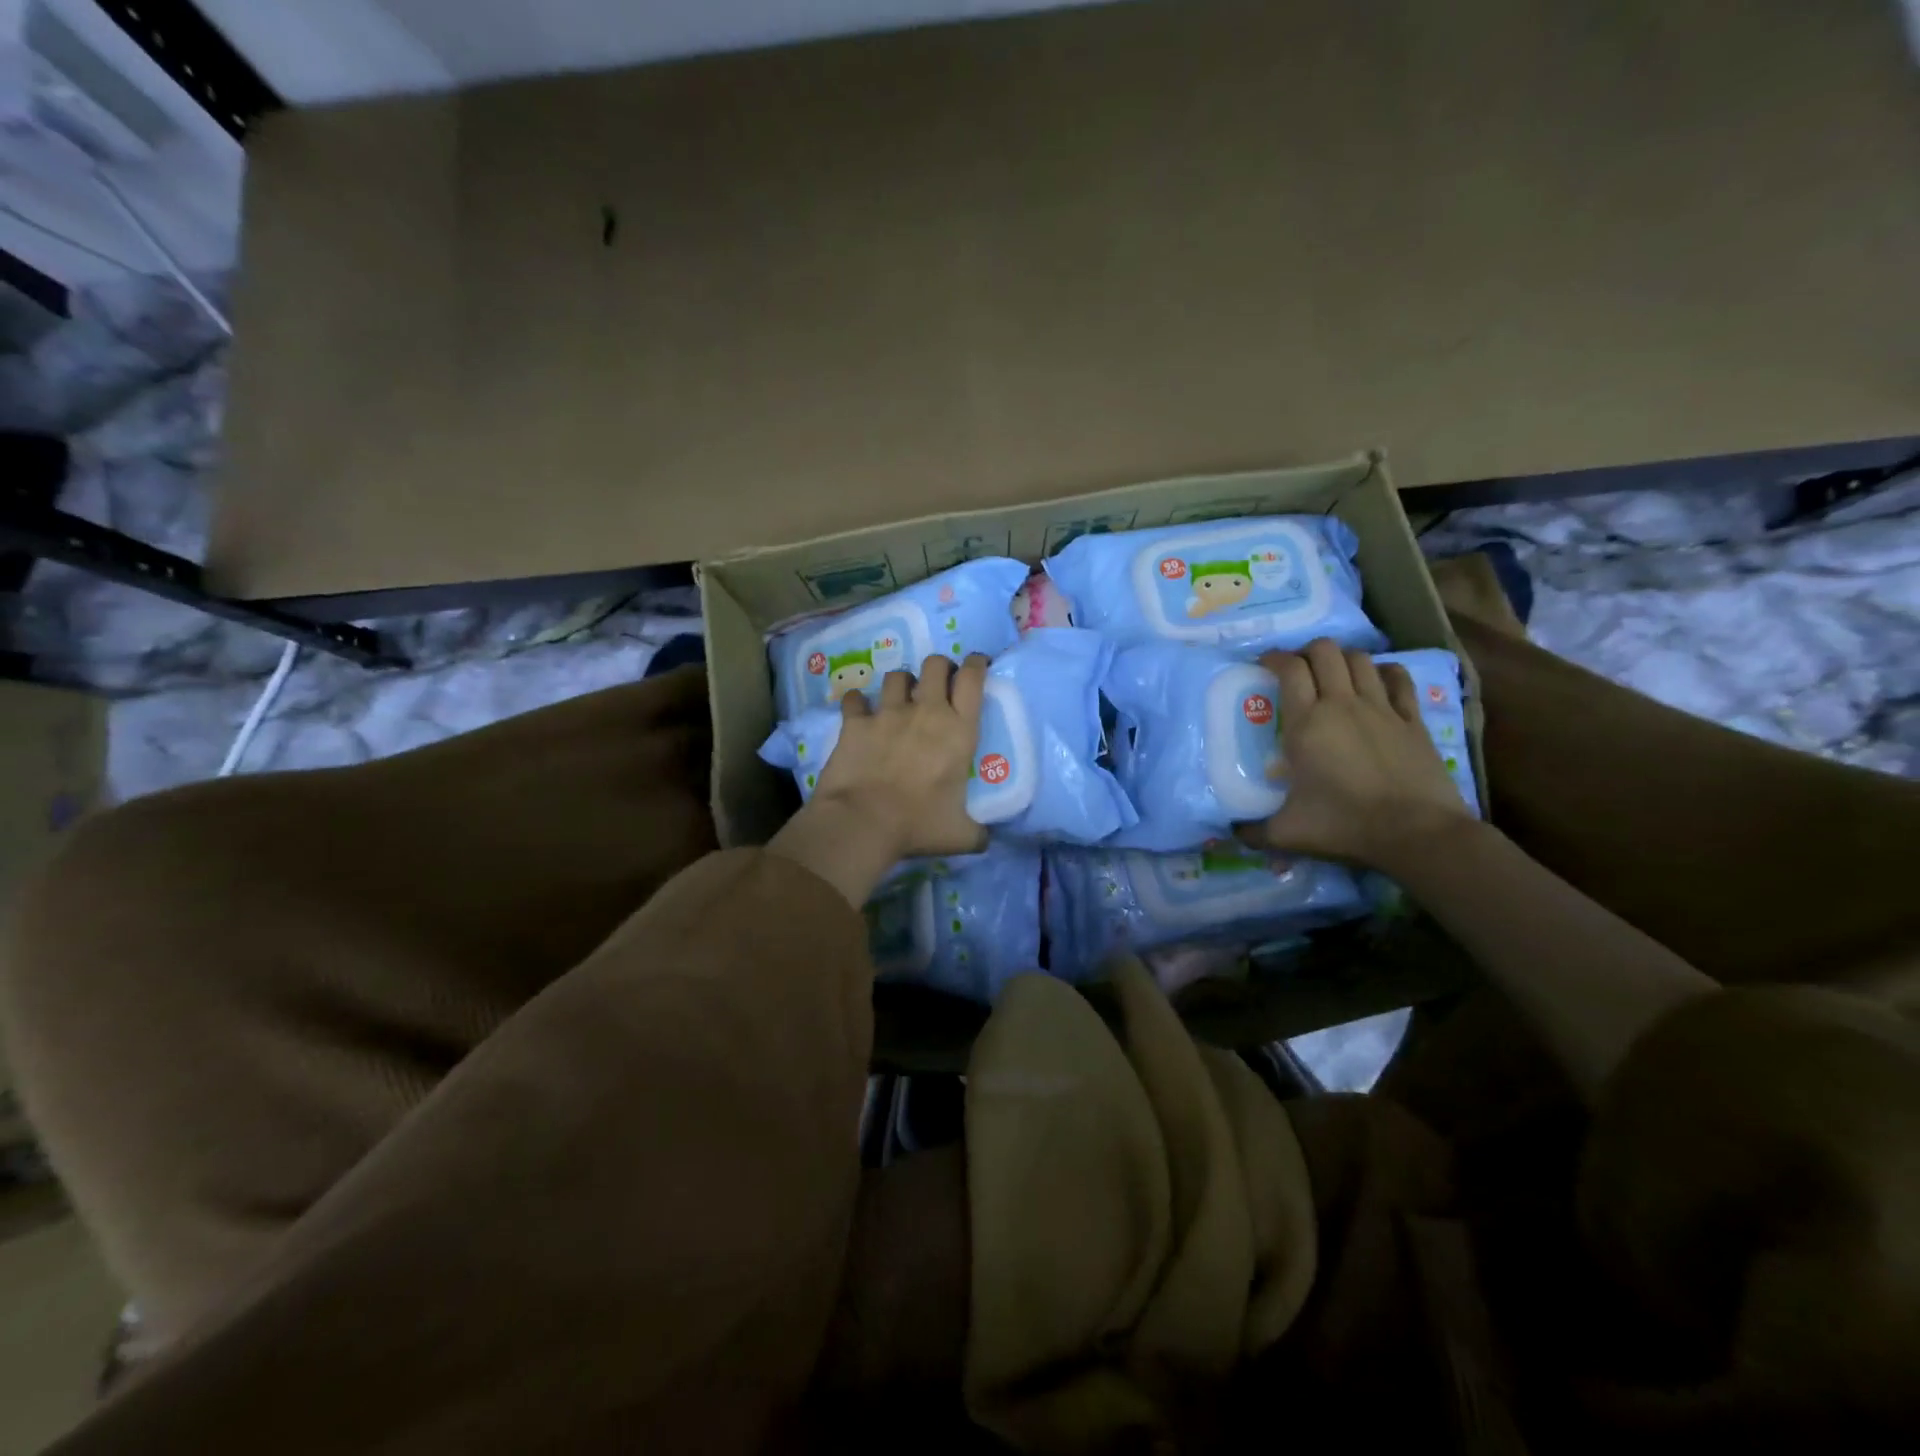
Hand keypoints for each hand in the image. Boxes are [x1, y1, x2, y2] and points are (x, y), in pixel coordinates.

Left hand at [814, 654, 989, 861]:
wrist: (863, 822)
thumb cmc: (918, 825)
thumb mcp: (960, 835)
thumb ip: (977, 832)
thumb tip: (985, 840)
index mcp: (959, 731)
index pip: (974, 679)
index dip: (977, 665)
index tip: (977, 665)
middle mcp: (927, 712)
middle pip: (936, 664)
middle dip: (940, 667)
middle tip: (939, 683)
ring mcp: (888, 713)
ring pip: (897, 676)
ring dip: (901, 684)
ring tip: (899, 698)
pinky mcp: (856, 722)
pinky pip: (856, 699)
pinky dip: (858, 703)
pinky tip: (859, 712)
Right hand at [1236, 638, 1472, 870]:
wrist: (1417, 832)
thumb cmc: (1345, 825)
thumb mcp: (1287, 833)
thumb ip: (1254, 830)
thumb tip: (1232, 832)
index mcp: (1306, 724)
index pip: (1289, 669)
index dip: (1275, 658)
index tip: (1265, 665)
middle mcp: (1342, 705)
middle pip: (1325, 651)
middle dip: (1307, 652)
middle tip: (1298, 670)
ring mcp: (1382, 708)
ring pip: (1360, 659)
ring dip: (1343, 659)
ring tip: (1333, 676)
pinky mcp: (1413, 719)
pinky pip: (1399, 679)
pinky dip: (1384, 672)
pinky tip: (1377, 681)